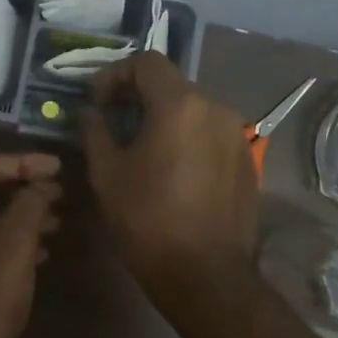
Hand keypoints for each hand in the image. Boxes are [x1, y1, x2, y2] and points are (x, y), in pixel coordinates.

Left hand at [0, 153, 62, 337]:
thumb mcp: (13, 244)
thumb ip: (29, 205)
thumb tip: (40, 185)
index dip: (24, 163)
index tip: (59, 169)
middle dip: (23, 190)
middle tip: (60, 195)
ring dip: (21, 219)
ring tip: (57, 223)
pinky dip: (11, 245)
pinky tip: (40, 255)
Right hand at [82, 53, 256, 303]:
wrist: (205, 274)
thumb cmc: (147, 220)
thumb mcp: (107, 174)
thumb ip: (95, 132)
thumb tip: (90, 112)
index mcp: (180, 105)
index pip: (146, 63)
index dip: (115, 74)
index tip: (97, 101)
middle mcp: (215, 108)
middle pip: (171, 84)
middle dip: (138, 95)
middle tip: (112, 121)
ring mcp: (236, 134)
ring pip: (192, 108)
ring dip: (163, 116)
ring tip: (140, 146)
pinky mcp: (246, 159)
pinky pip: (209, 132)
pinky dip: (186, 136)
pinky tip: (170, 168)